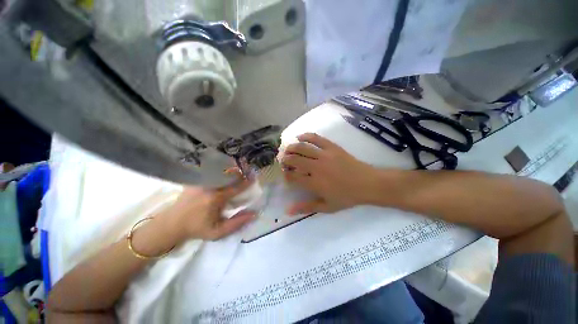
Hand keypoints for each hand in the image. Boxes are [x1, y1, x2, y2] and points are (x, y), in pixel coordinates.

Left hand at [164, 171, 254, 240]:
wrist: (171, 224)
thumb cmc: (196, 229)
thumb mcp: (218, 232)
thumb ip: (237, 223)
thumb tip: (254, 214)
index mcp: (216, 198)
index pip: (236, 187)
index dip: (247, 182)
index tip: (254, 178)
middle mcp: (209, 186)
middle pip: (229, 175)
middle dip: (240, 172)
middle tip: (247, 171)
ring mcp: (200, 181)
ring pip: (220, 171)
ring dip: (230, 171)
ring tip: (236, 170)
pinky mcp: (195, 180)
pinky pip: (211, 172)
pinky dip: (219, 171)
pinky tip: (222, 173)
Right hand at [281, 133, 380, 214]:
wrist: (367, 183)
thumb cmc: (346, 197)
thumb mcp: (326, 207)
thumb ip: (306, 208)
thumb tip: (287, 211)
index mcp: (314, 183)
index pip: (293, 176)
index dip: (286, 174)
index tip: (285, 174)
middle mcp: (316, 167)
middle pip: (294, 159)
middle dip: (285, 159)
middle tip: (283, 161)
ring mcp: (324, 155)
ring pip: (302, 147)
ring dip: (291, 148)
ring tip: (287, 149)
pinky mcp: (332, 147)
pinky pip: (316, 138)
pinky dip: (306, 136)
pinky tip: (300, 137)